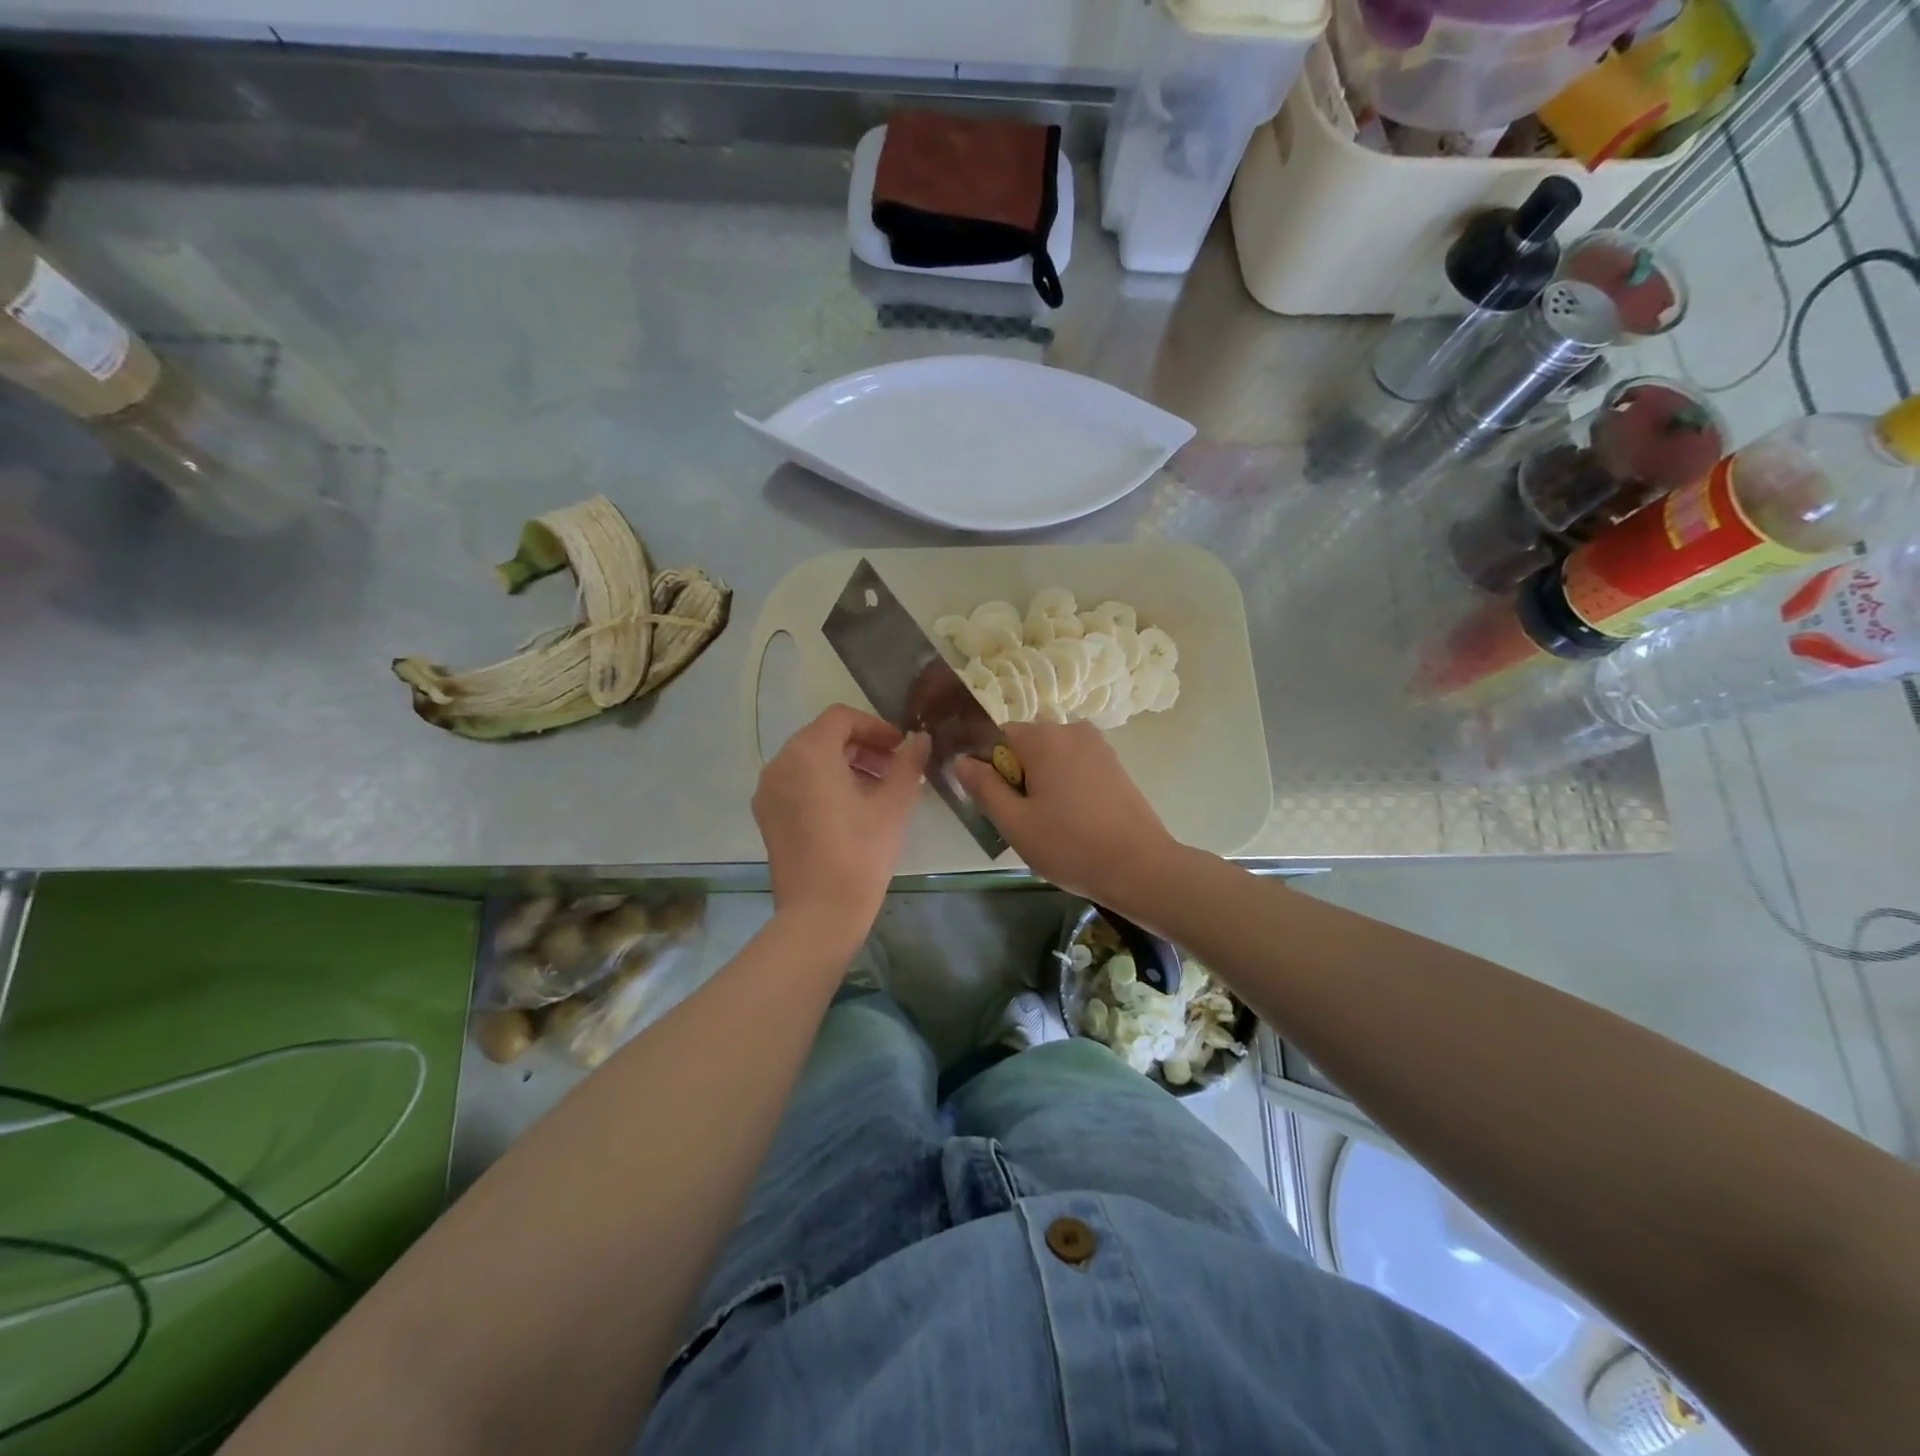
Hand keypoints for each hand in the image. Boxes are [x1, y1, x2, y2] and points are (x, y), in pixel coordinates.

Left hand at [753, 706, 929, 947]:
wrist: (819, 913)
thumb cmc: (860, 853)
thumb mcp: (893, 805)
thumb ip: (908, 764)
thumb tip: (921, 739)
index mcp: (808, 753)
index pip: (842, 718)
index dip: (875, 726)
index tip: (901, 748)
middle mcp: (780, 764)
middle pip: (823, 737)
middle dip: (862, 747)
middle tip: (895, 769)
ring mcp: (768, 792)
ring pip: (810, 761)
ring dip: (845, 765)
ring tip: (878, 790)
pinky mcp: (767, 817)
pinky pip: (797, 784)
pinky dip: (824, 784)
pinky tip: (852, 810)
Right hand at [953, 721, 1179, 910]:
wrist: (1140, 867)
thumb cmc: (1070, 845)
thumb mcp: (1014, 822)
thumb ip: (983, 786)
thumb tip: (961, 761)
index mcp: (1044, 737)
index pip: (996, 736)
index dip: (988, 767)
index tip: (995, 802)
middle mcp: (1071, 730)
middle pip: (1025, 745)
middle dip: (1016, 775)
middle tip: (1021, 820)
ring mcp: (1098, 746)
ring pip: (1051, 757)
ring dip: (1041, 782)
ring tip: (1048, 824)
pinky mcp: (1114, 764)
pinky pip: (1074, 765)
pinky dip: (1065, 785)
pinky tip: (1072, 820)